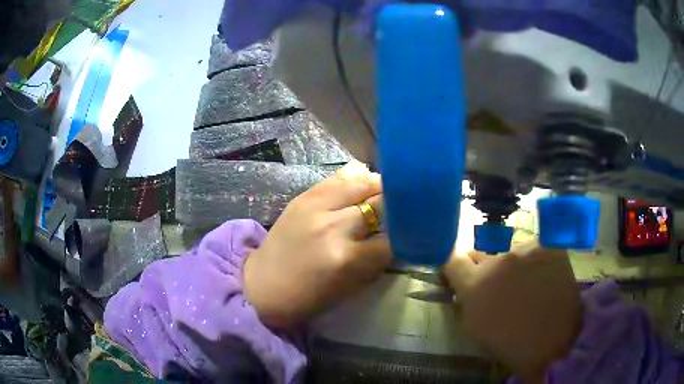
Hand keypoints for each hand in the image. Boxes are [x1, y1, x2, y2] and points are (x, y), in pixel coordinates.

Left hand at [244, 161, 391, 327]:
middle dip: (397, 207)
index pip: (393, 238)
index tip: (410, 234)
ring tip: (386, 192)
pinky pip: (338, 178)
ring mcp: (317, 205)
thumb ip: (377, 259)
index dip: (405, 236)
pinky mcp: (304, 196)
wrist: (264, 285)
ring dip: (379, 187)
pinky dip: (355, 180)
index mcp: (347, 258)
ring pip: (362, 181)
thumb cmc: (308, 296)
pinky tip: (361, 185)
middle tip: (404, 210)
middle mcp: (335, 226)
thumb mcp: (351, 287)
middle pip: (381, 202)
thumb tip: (398, 237)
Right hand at [444, 242, 581, 382]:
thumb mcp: (477, 329)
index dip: (454, 265)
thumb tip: (463, 287)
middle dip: (484, 268)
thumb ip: (466, 302)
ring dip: (513, 266)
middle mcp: (499, 260)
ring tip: (528, 285)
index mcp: (476, 285)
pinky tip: (544, 278)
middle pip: (482, 254)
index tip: (459, 272)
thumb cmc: (513, 344)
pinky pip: (534, 249)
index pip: (452, 259)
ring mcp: (526, 249)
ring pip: (511, 252)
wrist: (557, 341)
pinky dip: (535, 262)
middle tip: (498, 286)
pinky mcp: (549, 245)